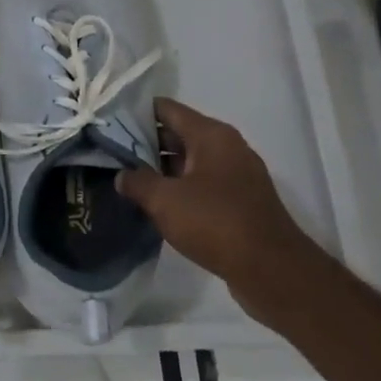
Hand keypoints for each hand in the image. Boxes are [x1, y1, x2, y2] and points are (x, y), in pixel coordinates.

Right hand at [116, 98, 325, 323]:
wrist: (272, 272)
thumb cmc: (216, 223)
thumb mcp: (164, 200)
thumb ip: (137, 182)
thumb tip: (122, 176)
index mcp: (212, 135)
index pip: (166, 109)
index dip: (135, 112)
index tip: (107, 122)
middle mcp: (227, 148)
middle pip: (177, 133)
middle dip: (143, 142)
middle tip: (109, 151)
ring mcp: (236, 176)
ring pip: (188, 161)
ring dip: (159, 168)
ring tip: (125, 176)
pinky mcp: (239, 202)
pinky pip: (200, 184)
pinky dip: (178, 188)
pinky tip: (154, 203)